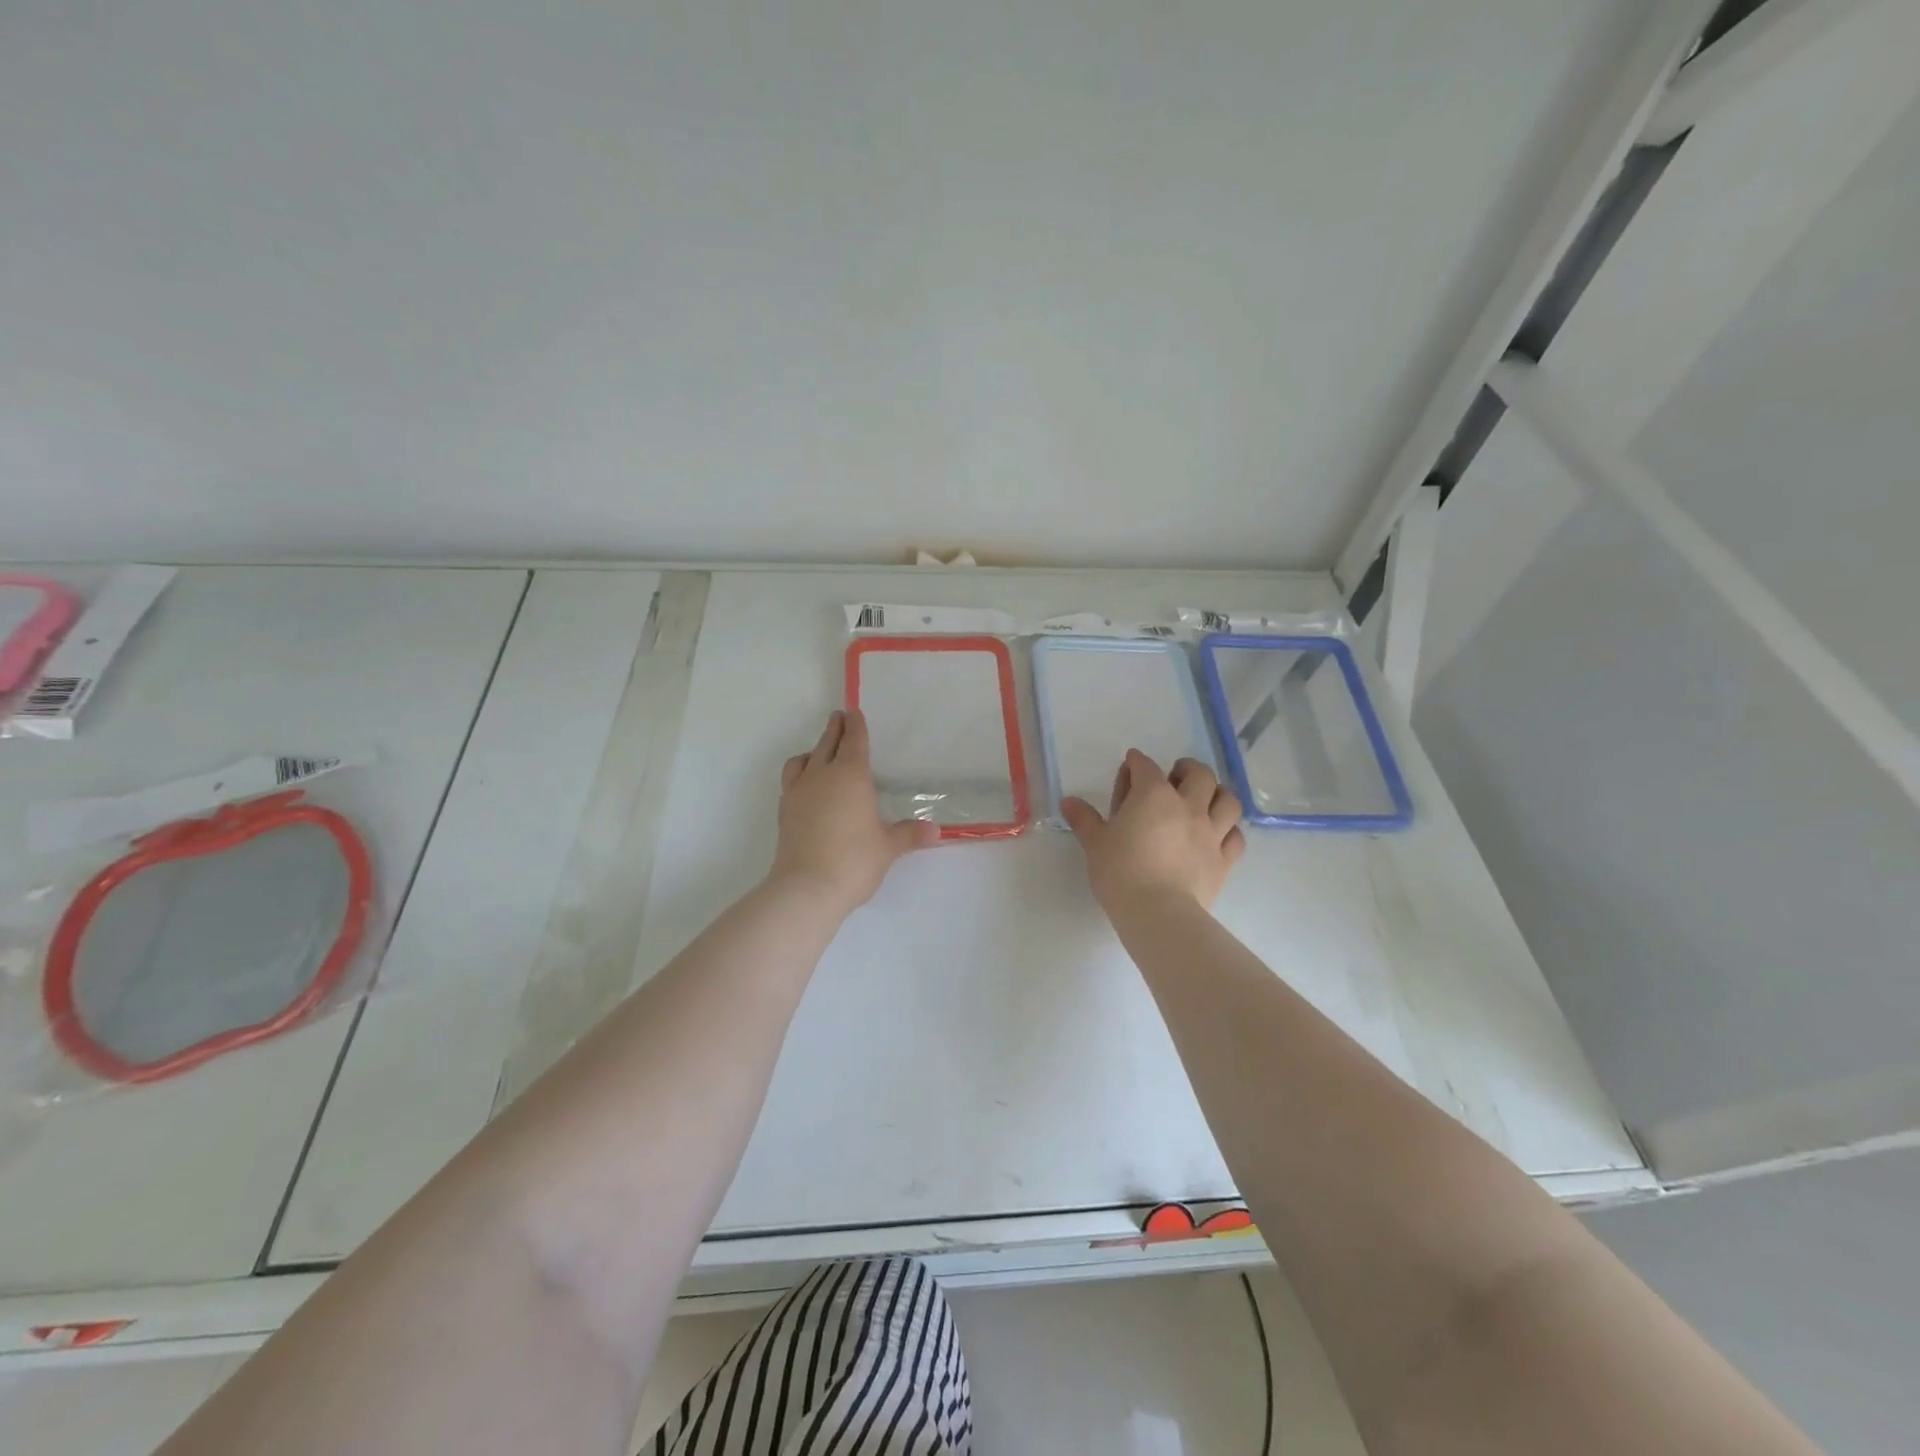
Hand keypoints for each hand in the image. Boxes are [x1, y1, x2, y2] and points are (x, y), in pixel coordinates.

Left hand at [770, 709, 939, 913]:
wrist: (806, 887)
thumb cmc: (854, 860)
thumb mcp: (888, 847)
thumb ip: (909, 834)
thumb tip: (935, 830)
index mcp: (851, 775)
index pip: (854, 741)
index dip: (856, 725)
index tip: (853, 711)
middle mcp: (822, 775)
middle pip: (827, 743)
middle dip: (834, 729)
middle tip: (838, 718)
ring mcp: (798, 792)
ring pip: (803, 759)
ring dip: (813, 750)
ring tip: (819, 753)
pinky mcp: (784, 812)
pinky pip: (791, 780)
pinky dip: (800, 773)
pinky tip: (806, 787)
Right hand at [1062, 751, 1245, 914]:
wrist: (1157, 912)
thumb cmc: (1120, 872)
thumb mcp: (1095, 843)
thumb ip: (1084, 819)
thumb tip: (1067, 802)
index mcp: (1153, 795)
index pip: (1145, 767)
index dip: (1137, 762)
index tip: (1131, 763)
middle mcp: (1187, 806)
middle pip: (1199, 775)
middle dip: (1187, 768)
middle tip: (1176, 775)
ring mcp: (1211, 832)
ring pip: (1228, 801)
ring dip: (1217, 794)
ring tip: (1206, 798)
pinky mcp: (1224, 860)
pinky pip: (1236, 837)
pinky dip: (1229, 830)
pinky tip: (1220, 833)